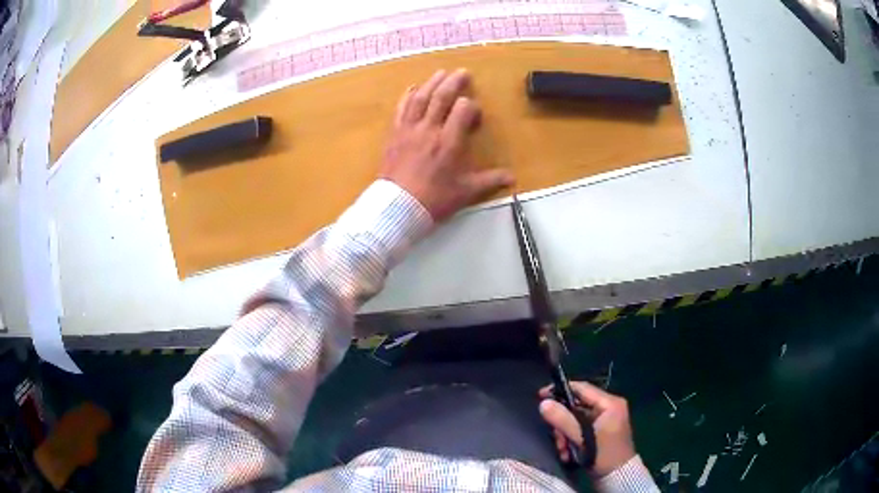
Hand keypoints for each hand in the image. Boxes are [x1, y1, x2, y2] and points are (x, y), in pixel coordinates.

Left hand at [380, 69, 514, 221]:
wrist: (397, 207)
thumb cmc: (434, 199)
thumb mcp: (466, 192)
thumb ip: (490, 181)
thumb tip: (512, 178)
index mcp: (449, 141)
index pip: (462, 109)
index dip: (471, 107)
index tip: (474, 115)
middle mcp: (429, 129)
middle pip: (441, 97)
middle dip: (454, 82)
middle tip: (462, 72)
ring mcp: (409, 129)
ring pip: (421, 98)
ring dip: (432, 83)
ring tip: (441, 73)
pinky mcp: (394, 133)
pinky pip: (401, 108)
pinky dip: (407, 96)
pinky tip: (413, 88)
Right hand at [539, 381, 635, 477]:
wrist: (618, 476)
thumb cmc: (604, 454)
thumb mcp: (583, 438)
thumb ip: (563, 420)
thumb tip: (543, 403)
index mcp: (610, 403)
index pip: (582, 388)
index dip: (560, 390)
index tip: (540, 396)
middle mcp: (608, 407)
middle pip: (575, 407)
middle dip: (562, 424)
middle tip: (557, 439)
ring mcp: (604, 420)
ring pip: (575, 420)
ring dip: (565, 436)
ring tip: (563, 451)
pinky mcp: (599, 431)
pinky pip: (579, 429)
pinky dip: (571, 440)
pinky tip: (568, 454)